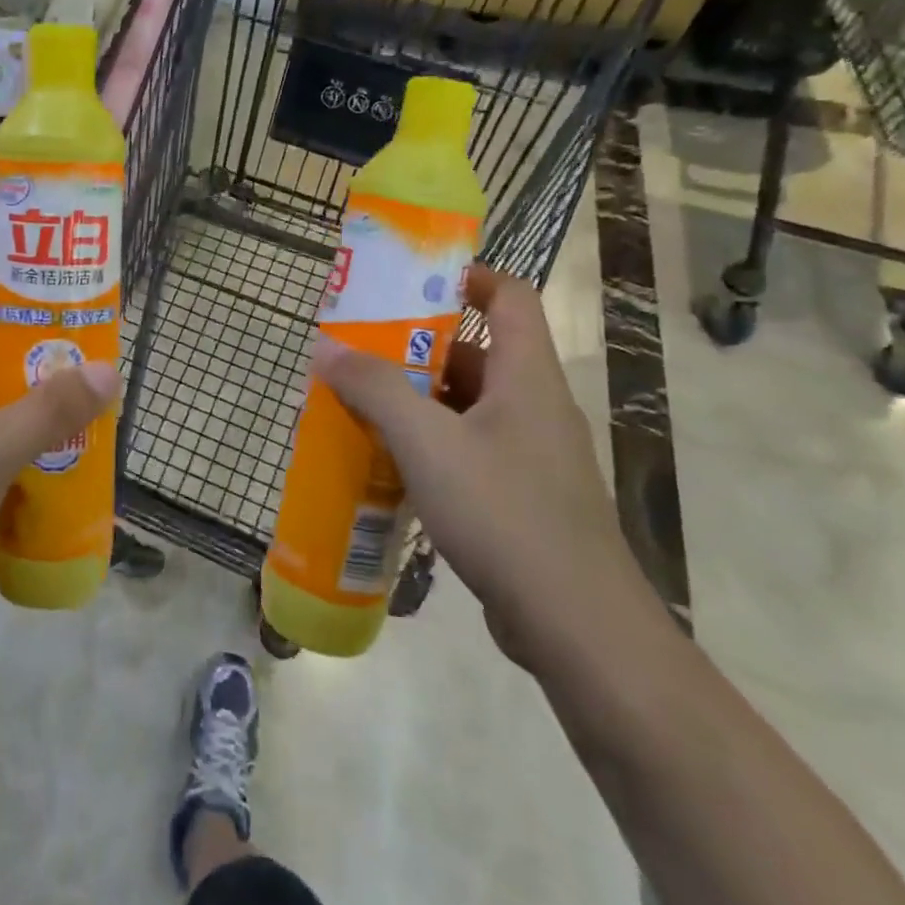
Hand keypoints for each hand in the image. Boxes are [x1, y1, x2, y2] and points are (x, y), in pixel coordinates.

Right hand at [311, 264, 658, 670]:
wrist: (578, 627)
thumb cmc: (505, 514)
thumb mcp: (427, 443)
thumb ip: (375, 389)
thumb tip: (326, 347)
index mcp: (526, 377)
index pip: (509, 297)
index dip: (466, 277)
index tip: (409, 281)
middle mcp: (534, 407)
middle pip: (476, 353)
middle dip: (415, 348)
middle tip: (359, 350)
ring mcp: (531, 455)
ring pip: (466, 406)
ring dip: (416, 401)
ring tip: (359, 405)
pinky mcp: (521, 497)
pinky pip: (467, 450)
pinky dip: (427, 445)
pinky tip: (386, 465)